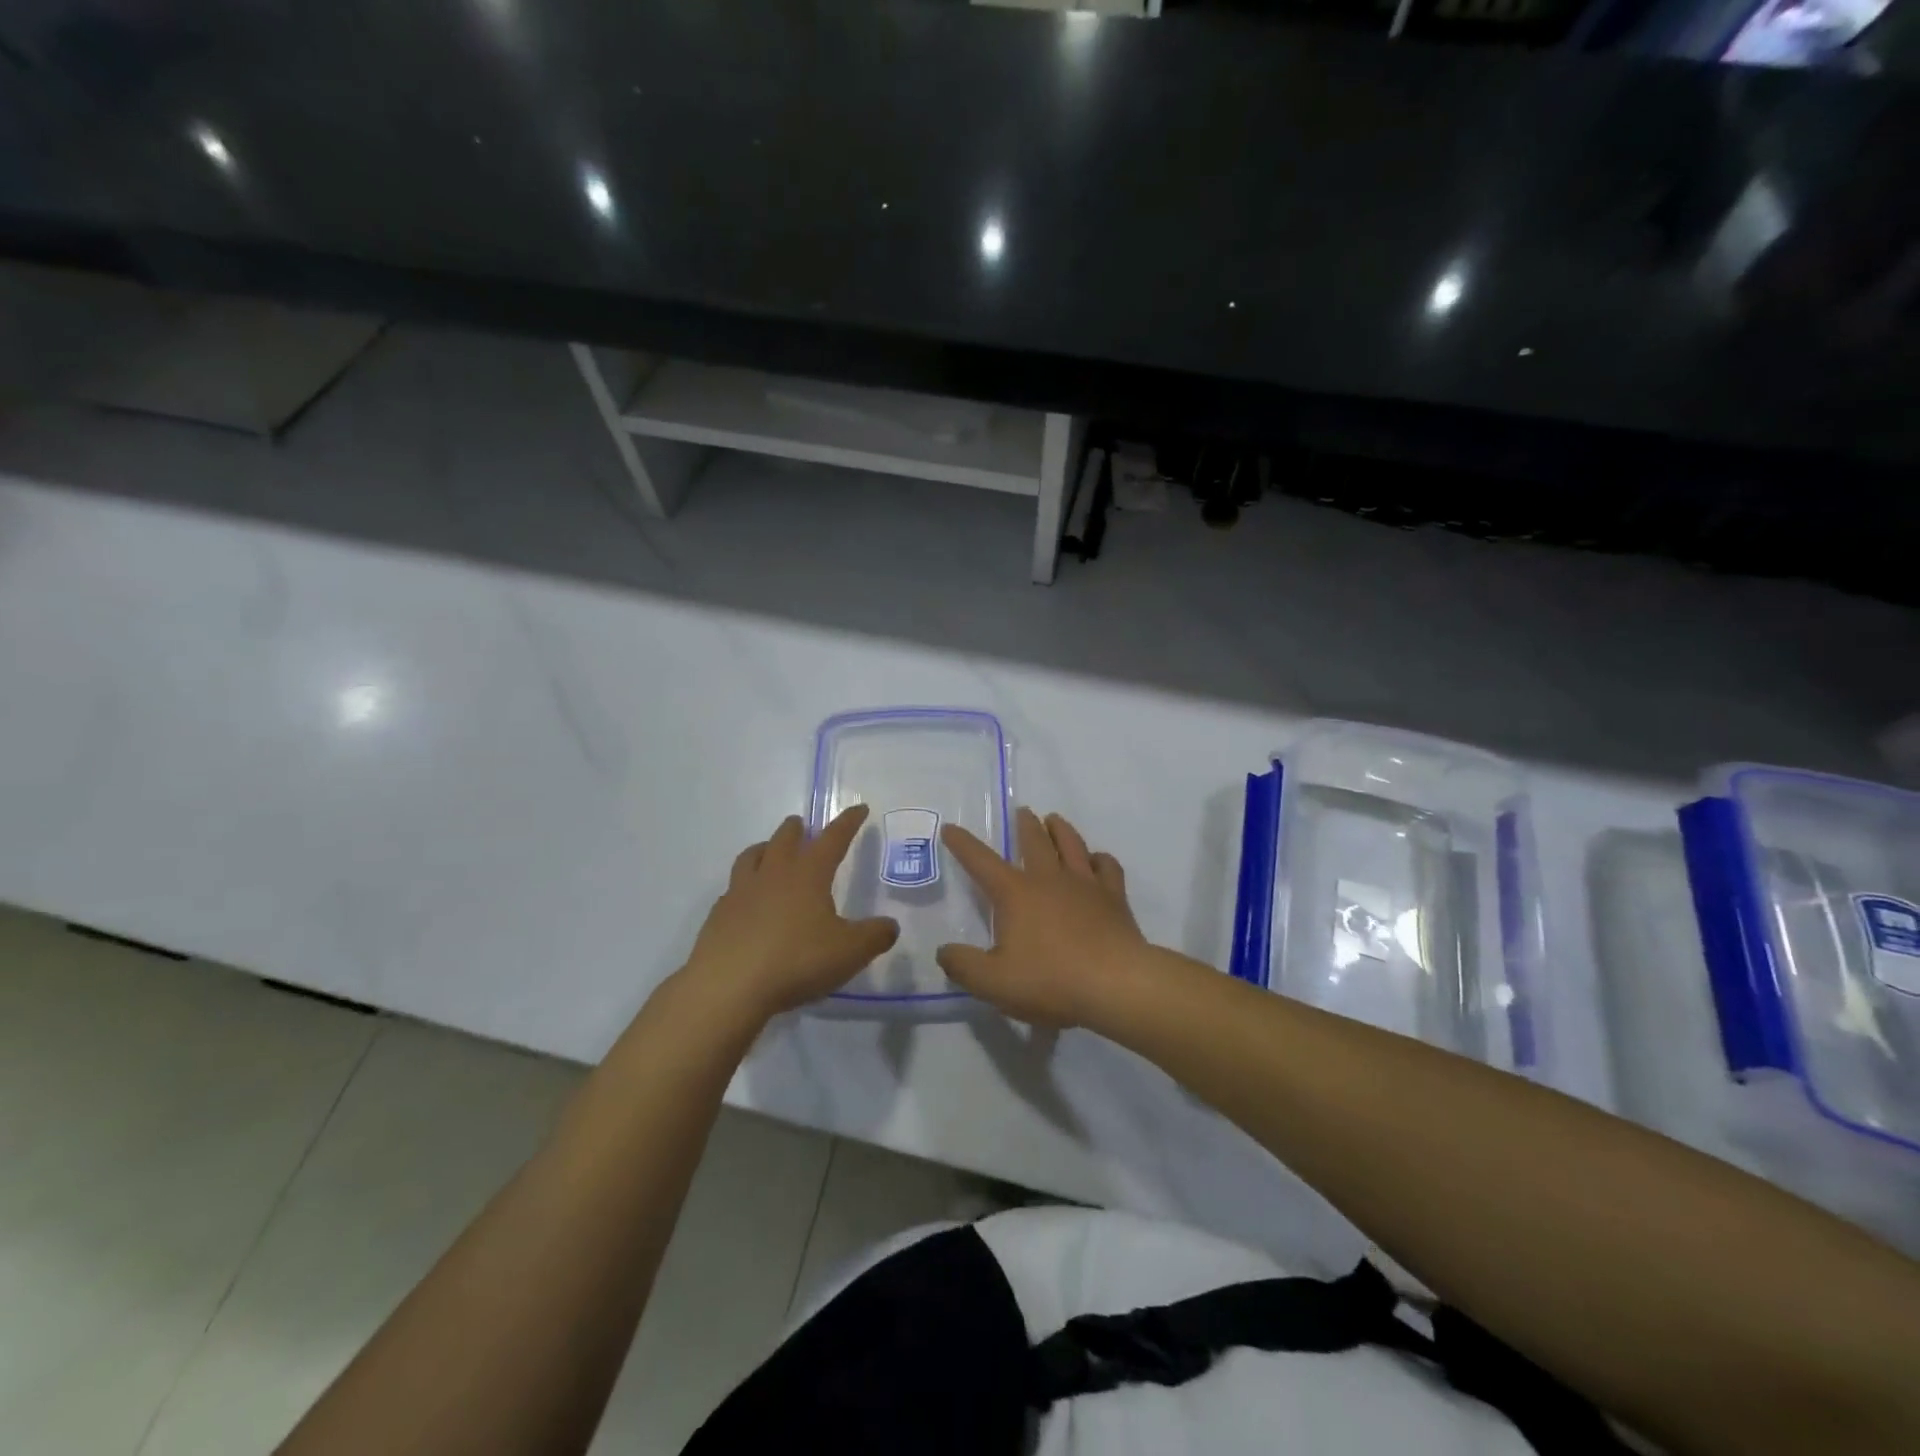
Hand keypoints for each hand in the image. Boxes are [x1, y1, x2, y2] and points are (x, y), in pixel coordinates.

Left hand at [684, 807, 899, 1018]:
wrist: (728, 986)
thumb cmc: (796, 961)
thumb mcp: (850, 952)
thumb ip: (875, 936)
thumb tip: (890, 925)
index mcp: (808, 874)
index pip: (833, 839)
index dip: (848, 823)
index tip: (859, 809)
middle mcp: (773, 874)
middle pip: (784, 839)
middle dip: (796, 829)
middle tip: (802, 825)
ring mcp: (741, 893)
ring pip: (752, 856)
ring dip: (765, 848)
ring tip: (769, 850)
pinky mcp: (719, 916)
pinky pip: (733, 889)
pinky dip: (744, 886)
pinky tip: (747, 900)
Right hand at [936, 808, 1149, 1027]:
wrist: (1116, 984)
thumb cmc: (1050, 980)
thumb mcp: (993, 982)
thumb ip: (963, 966)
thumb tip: (944, 952)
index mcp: (1016, 893)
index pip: (981, 861)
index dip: (963, 844)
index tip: (951, 828)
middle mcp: (1049, 878)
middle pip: (1035, 841)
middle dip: (1024, 825)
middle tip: (1022, 812)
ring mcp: (1085, 884)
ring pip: (1071, 844)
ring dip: (1061, 829)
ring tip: (1054, 820)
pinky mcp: (1114, 897)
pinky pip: (1107, 867)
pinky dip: (1100, 859)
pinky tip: (1097, 860)